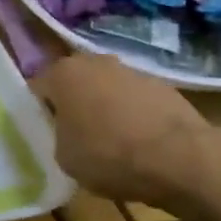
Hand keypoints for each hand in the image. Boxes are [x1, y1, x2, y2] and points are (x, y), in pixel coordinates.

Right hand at [33, 54, 217, 213]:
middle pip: (75, 84)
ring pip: (107, 90)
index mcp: (63, 73)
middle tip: (76, 136)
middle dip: (74, 105)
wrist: (181, 158)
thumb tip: (69, 134)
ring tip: (113, 143)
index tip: (47, 134)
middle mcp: (94, 62)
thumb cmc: (109, 155)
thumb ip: (58, 137)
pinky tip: (141, 144)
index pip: (38, 88)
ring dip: (106, 109)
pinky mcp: (164, 86)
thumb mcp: (65, 158)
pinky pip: (136, 101)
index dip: (40, 112)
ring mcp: (132, 71)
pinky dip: (135, 116)